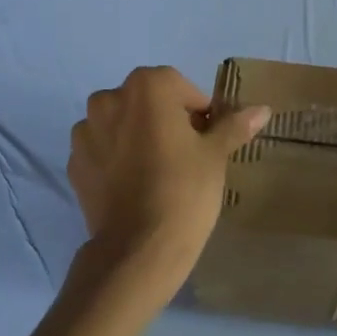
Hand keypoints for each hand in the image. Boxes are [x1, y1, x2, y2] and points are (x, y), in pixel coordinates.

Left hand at [65, 66, 269, 320]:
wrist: (138, 249)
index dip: (197, 110)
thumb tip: (262, 109)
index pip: (179, 86)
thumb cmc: (184, 190)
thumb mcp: (215, 155)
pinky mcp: (74, 163)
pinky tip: (134, 186)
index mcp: (146, 87)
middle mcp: (109, 99)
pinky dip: (116, 158)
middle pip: (146, 101)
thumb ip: (233, 125)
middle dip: (165, 119)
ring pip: (121, 123)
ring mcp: (85, 132)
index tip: (207, 138)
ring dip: (137, 136)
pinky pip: (102, 150)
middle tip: (186, 154)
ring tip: (157, 171)